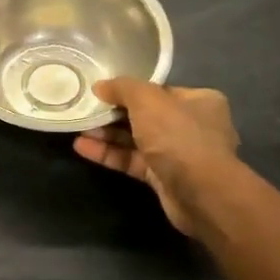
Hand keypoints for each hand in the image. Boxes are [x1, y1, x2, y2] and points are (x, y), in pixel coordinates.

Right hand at [73, 79, 239, 234]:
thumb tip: (100, 86)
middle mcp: (192, 125)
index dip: (130, 90)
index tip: (102, 91)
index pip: (159, 91)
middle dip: (114, 114)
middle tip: (86, 110)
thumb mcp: (147, 100)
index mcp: (199, 101)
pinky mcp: (163, 177)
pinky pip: (132, 160)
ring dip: (107, 134)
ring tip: (78, 128)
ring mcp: (178, 154)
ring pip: (136, 139)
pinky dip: (109, 154)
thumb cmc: (179, 136)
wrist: (201, 193)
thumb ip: (122, 88)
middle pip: (145, 115)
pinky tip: (82, 148)